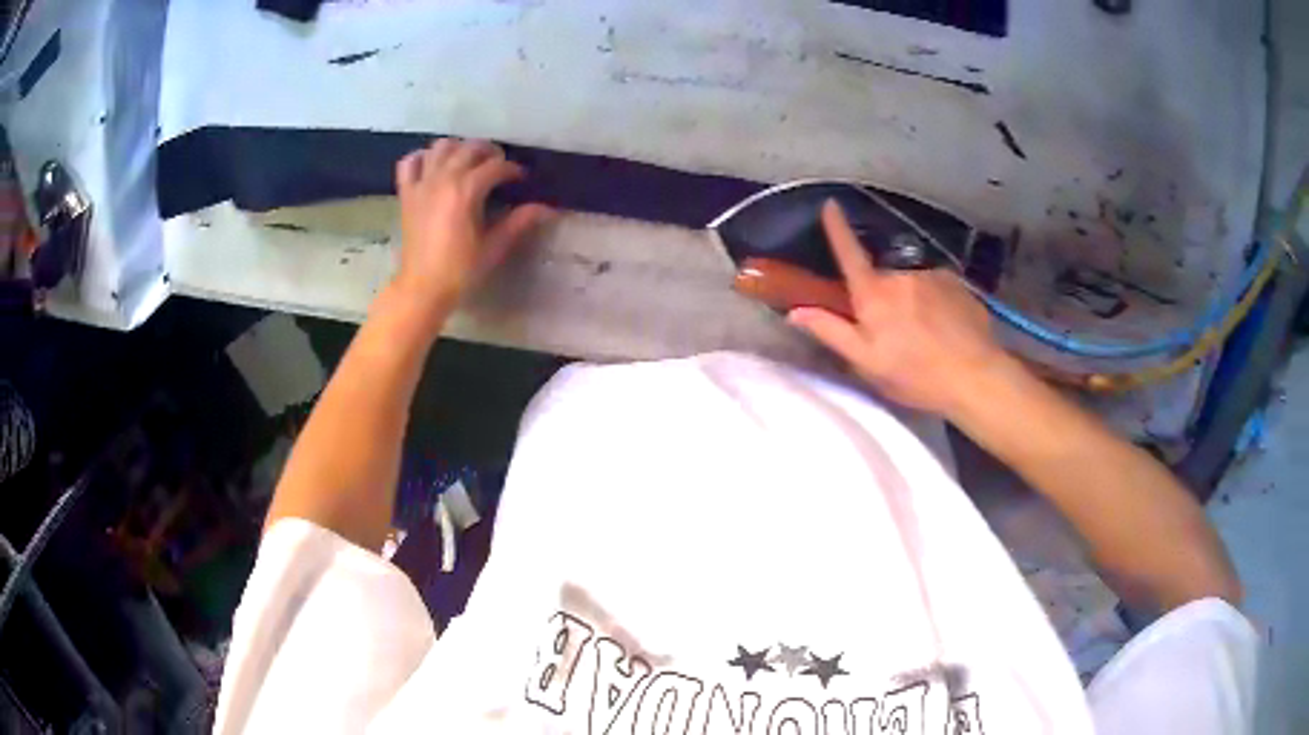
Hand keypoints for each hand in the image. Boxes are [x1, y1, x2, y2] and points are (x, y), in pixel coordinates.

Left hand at [391, 138, 551, 318]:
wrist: (422, 288)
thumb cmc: (460, 270)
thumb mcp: (494, 246)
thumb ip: (519, 221)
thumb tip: (548, 208)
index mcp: (466, 190)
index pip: (496, 166)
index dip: (513, 170)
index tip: (521, 179)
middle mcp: (443, 178)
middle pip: (470, 148)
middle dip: (489, 152)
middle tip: (499, 167)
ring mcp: (422, 184)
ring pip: (441, 147)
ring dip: (458, 149)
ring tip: (468, 162)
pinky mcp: (407, 193)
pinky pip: (410, 162)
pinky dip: (422, 157)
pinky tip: (433, 166)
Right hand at [789, 201, 1021, 418]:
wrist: (975, 376)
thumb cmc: (916, 375)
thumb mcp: (867, 363)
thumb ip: (831, 332)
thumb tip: (795, 311)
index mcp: (874, 294)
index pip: (850, 254)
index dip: (837, 229)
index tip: (830, 204)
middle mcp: (901, 275)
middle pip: (882, 280)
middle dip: (883, 300)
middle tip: (894, 336)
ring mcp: (931, 276)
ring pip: (911, 286)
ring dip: (911, 304)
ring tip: (925, 338)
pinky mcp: (956, 283)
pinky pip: (935, 289)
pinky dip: (935, 305)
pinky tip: (944, 331)